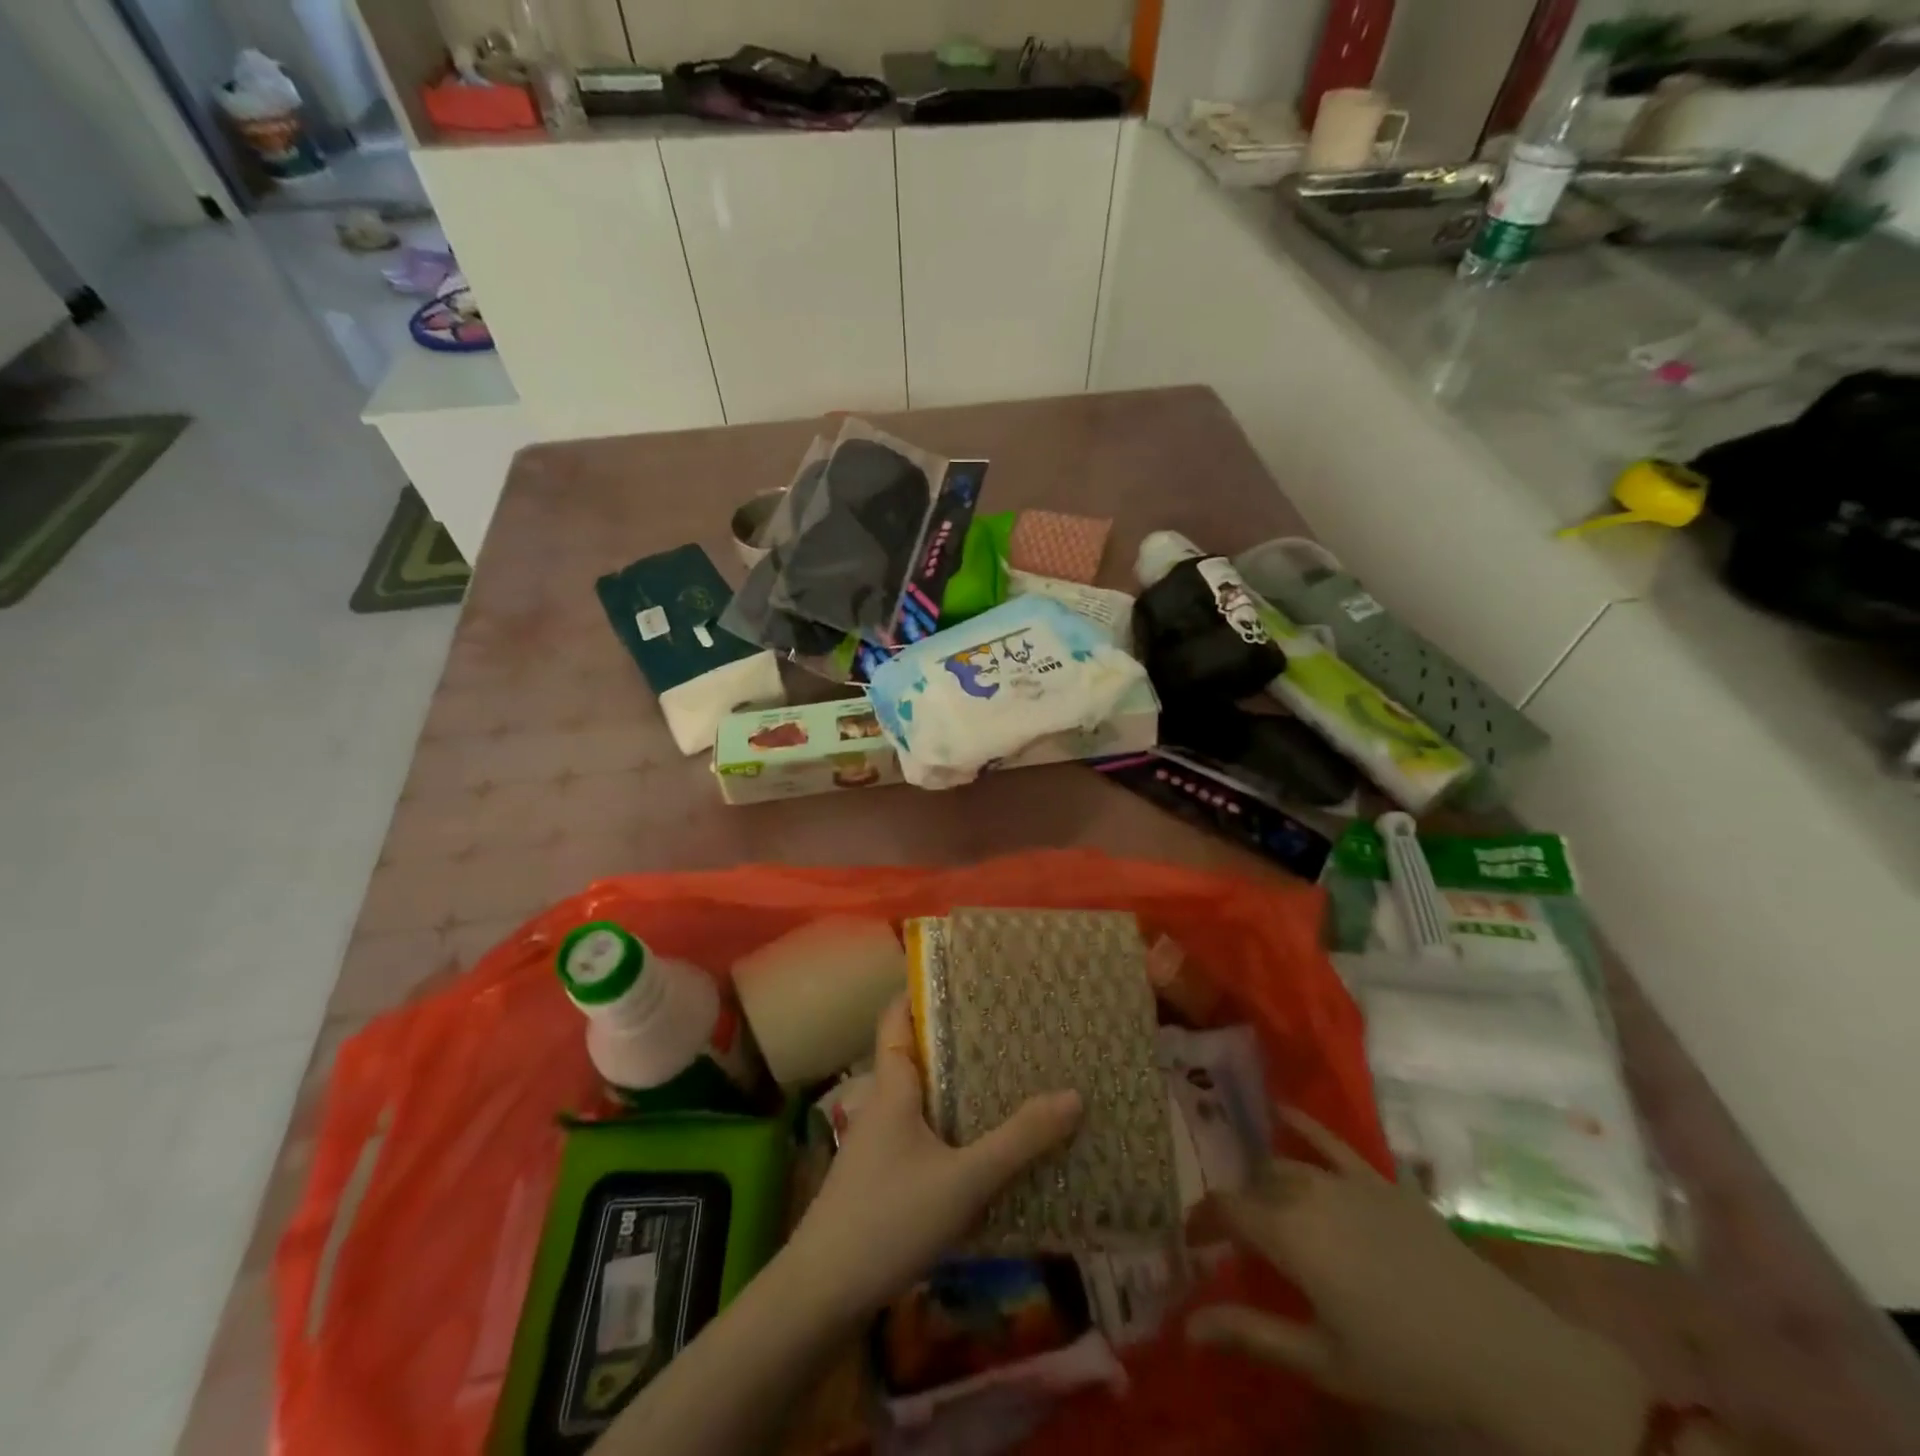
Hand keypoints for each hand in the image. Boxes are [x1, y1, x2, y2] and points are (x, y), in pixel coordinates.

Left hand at [783, 996, 1082, 1325]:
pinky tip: (982, 1142)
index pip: (896, 1017)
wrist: (822, 1295)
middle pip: (915, 1054)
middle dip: (955, 1038)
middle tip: (1005, 1024)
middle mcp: (882, 1103)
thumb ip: (1018, 1141)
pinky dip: (950, 1125)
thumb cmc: (889, 1219)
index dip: (921, 991)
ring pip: (920, 1096)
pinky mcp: (882, 1177)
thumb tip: (1073, 1095)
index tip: (964, 975)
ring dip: (955, 1084)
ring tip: (1005, 1074)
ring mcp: (878, 1142)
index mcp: (892, 1086)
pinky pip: (922, 1132)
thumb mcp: (963, 1180)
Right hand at [1186, 1111, 1650, 1455]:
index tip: (1192, 1239)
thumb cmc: (1404, 1363)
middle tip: (1234, 1237)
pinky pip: (1330, 1140)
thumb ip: (1251, 1335)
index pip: (1225, 1209)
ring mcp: (1344, 1180)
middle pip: (1255, 1186)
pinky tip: (1283, 1110)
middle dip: (1238, 1207)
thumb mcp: (1322, 1361)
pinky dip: (1303, 1123)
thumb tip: (1187, 1327)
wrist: (1498, 1348)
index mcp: (1287, 1234)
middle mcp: (1306, 1193)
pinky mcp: (1377, 1178)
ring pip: (1286, 1166)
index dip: (1203, 1220)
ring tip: (1261, 1202)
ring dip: (1266, 1181)